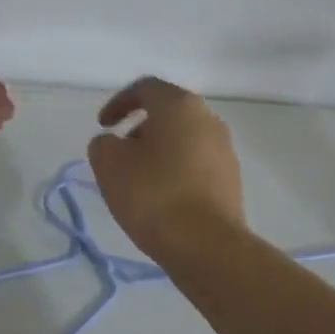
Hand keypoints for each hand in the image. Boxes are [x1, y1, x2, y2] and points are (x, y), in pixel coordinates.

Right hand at [88, 76, 245, 262]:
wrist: (206, 245)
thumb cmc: (153, 195)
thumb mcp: (109, 164)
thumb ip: (104, 143)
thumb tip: (115, 144)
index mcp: (179, 105)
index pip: (145, 88)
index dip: (119, 103)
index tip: (103, 126)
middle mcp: (208, 119)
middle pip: (168, 112)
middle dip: (140, 128)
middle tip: (119, 152)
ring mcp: (225, 149)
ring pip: (183, 139)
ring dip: (158, 150)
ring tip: (138, 179)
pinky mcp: (231, 179)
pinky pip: (196, 163)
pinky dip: (175, 170)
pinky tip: (161, 197)